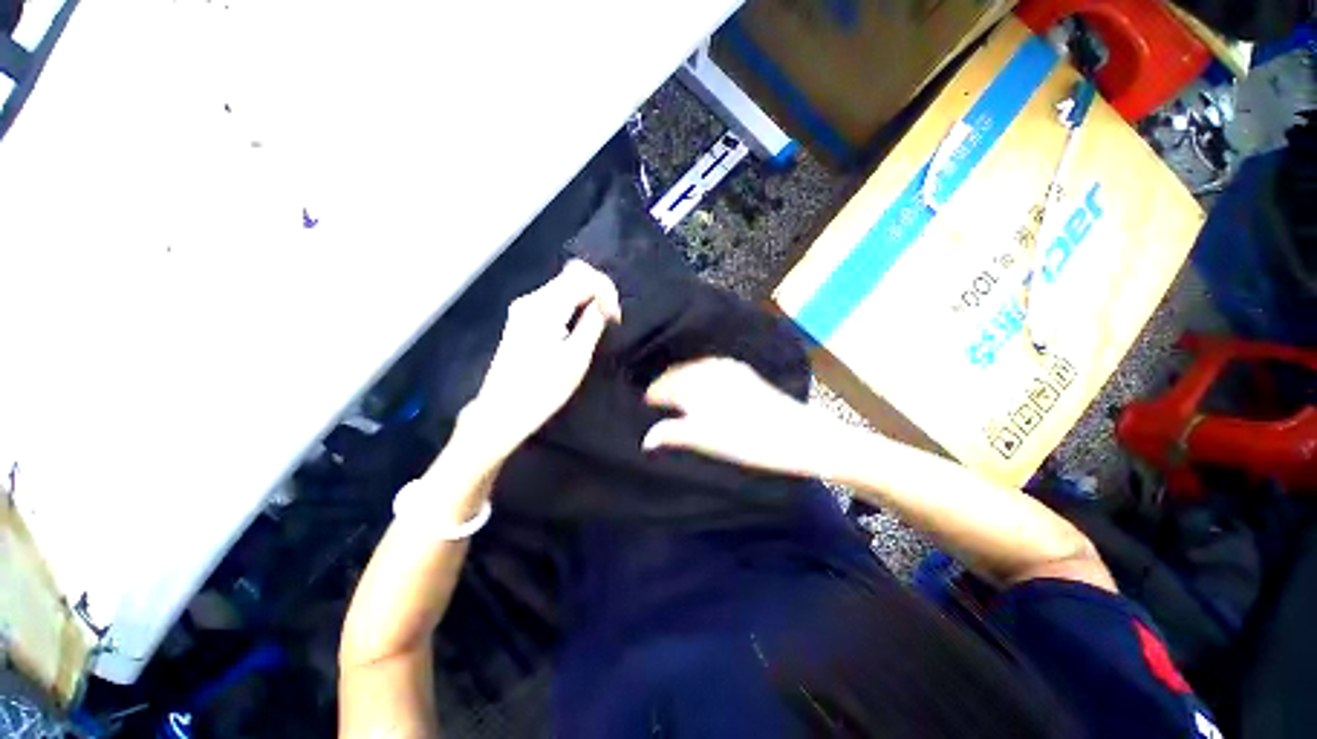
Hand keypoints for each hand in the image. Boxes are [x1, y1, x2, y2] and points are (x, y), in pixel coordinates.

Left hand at [458, 260, 621, 465]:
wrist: (502, 412)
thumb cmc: (542, 390)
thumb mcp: (575, 358)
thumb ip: (591, 324)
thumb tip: (603, 303)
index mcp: (544, 308)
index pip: (581, 274)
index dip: (605, 289)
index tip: (614, 317)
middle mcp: (531, 301)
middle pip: (572, 275)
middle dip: (598, 291)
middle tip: (611, 320)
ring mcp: (524, 309)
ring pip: (564, 286)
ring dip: (587, 299)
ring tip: (600, 325)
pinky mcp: (522, 319)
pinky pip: (555, 300)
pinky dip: (574, 306)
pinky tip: (580, 327)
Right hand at [642, 358, 828, 476]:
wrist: (799, 436)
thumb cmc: (749, 439)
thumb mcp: (706, 439)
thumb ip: (673, 434)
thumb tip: (646, 440)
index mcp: (697, 381)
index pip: (662, 384)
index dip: (650, 397)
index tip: (641, 408)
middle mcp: (710, 368)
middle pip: (676, 374)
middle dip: (663, 387)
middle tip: (654, 405)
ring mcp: (729, 369)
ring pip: (692, 371)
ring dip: (680, 382)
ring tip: (673, 400)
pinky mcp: (743, 373)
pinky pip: (709, 370)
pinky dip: (697, 379)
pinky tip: (699, 392)